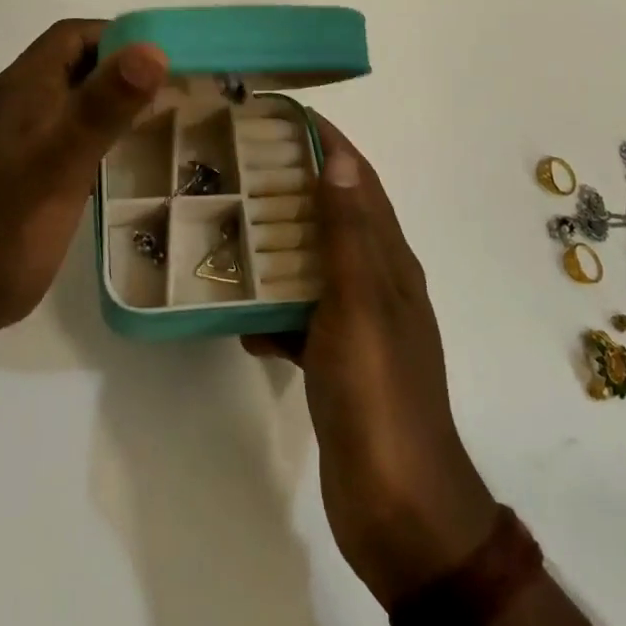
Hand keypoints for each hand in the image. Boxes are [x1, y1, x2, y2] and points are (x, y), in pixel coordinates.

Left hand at [0, 19, 168, 348]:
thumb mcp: (61, 164)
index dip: (119, 37)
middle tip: (169, 96)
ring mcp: (0, 140)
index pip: (73, 35)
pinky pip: (51, 136)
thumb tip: (153, 47)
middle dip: (118, 72)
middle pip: (68, 66)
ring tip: (150, 128)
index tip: (164, 61)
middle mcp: (6, 104)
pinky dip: (84, 137)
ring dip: (103, 106)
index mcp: (18, 89)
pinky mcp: (1, 173)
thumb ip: (105, 105)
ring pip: (61, 103)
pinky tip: (107, 167)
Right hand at [245, 115, 495, 605]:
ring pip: (312, 263)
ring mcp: (356, 324)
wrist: (399, 511)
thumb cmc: (379, 395)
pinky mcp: (336, 361)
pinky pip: (298, 316)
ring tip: (226, 222)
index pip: (358, 180)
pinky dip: (271, 308)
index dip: (326, 141)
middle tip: (238, 162)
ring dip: (276, 242)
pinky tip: (236, 313)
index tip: (280, 114)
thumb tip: (338, 158)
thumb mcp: (360, 305)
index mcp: (389, 260)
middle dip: (291, 183)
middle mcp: (376, 282)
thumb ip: (347, 234)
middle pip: (332, 215)